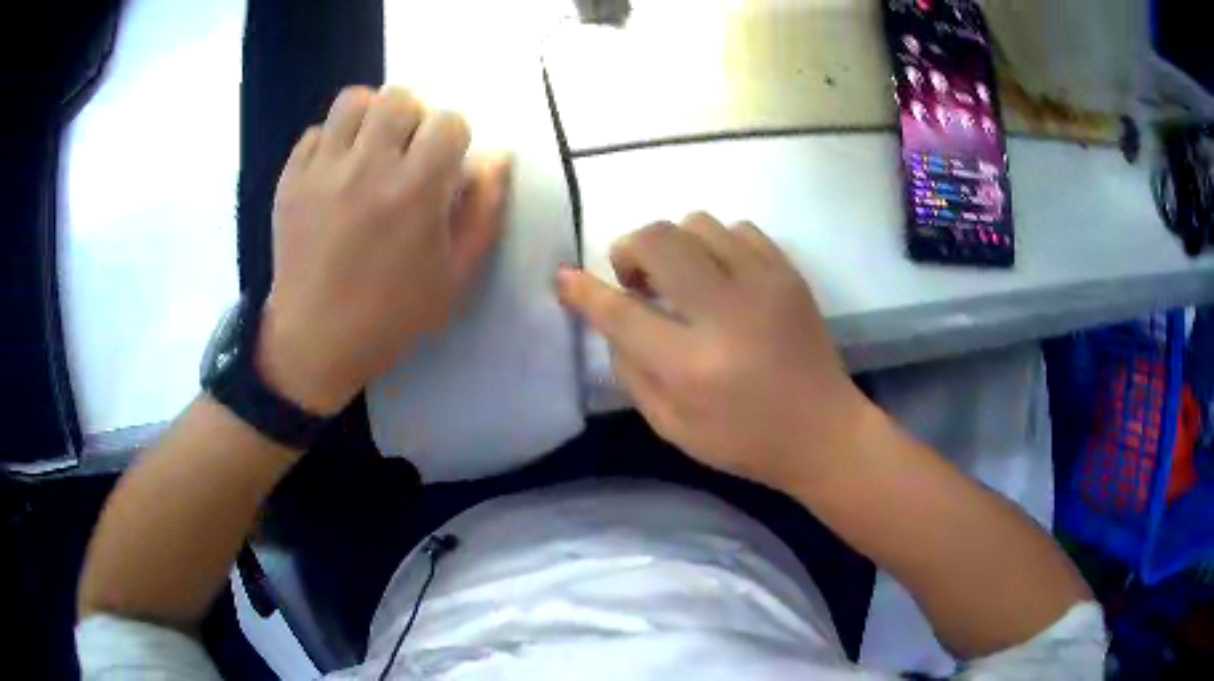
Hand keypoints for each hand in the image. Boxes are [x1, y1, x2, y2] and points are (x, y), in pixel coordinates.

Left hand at [258, 86, 508, 414]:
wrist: (316, 339)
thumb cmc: (392, 314)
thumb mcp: (456, 274)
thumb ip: (484, 210)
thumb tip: (497, 156)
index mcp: (415, 190)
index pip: (449, 120)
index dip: (454, 138)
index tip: (444, 163)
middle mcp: (368, 166)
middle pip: (400, 97)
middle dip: (414, 117)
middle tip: (407, 151)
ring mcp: (323, 169)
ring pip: (354, 100)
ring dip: (371, 116)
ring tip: (370, 146)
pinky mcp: (291, 179)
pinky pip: (316, 132)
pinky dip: (332, 142)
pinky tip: (336, 172)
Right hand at [558, 213, 874, 492]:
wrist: (823, 431)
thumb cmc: (744, 440)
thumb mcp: (671, 427)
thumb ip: (632, 371)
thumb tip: (613, 319)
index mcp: (690, 365)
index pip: (620, 311)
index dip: (584, 290)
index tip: (564, 276)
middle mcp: (725, 313)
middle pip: (658, 241)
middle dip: (629, 249)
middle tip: (636, 279)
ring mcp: (763, 284)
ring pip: (697, 223)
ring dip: (673, 245)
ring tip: (681, 277)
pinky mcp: (788, 273)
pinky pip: (738, 228)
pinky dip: (715, 243)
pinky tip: (720, 274)